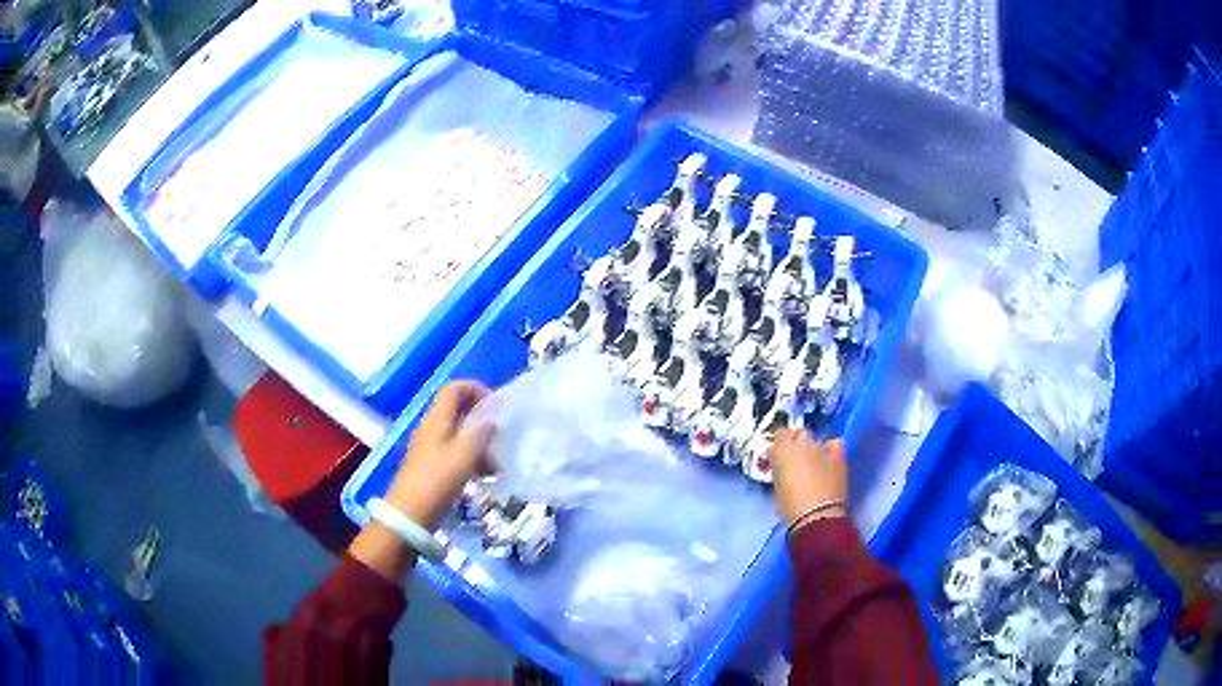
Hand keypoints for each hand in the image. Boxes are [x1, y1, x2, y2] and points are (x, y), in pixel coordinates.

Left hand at [384, 381, 494, 530]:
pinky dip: (471, 459)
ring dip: (479, 444)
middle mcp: (432, 427)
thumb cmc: (439, 478)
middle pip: (458, 410)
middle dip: (481, 420)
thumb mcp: (466, 453)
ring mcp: (430, 446)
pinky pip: (455, 452)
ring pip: (459, 434)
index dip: (476, 389)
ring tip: (495, 463)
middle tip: (500, 435)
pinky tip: (484, 476)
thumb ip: (481, 433)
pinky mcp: (432, 465)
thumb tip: (491, 422)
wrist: (411, 512)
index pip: (455, 388)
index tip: (496, 405)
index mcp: (437, 418)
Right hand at [770, 430, 847, 524]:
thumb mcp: (776, 488)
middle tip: (796, 461)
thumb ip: (778, 471)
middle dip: (797, 444)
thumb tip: (781, 468)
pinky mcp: (838, 455)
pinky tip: (830, 459)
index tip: (779, 455)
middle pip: (799, 434)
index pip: (780, 434)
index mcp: (782, 450)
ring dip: (813, 449)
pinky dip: (831, 449)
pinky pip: (834, 444)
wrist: (817, 516)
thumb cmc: (789, 507)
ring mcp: (822, 447)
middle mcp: (801, 442)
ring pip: (816, 440)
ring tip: (815, 463)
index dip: (781, 444)